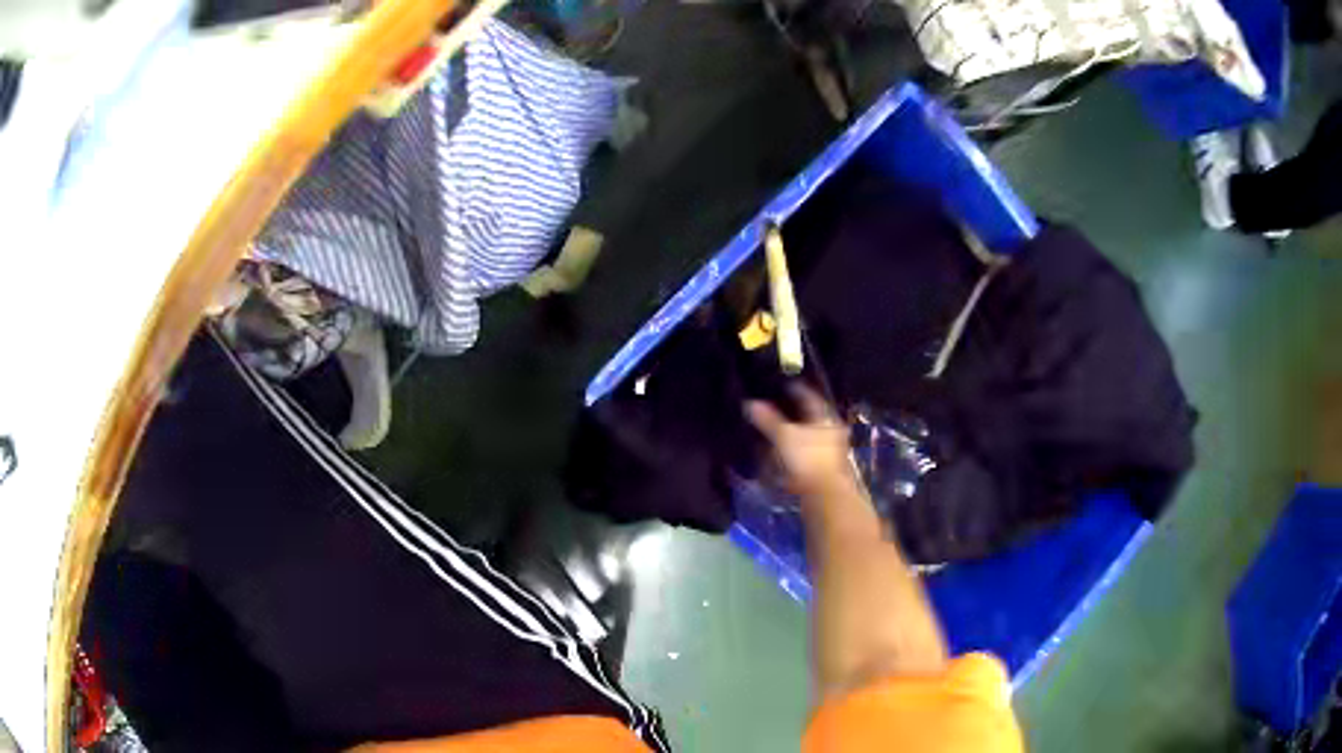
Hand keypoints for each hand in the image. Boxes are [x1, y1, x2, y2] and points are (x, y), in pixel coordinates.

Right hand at [746, 385, 855, 498]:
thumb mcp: (784, 436)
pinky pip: (807, 453)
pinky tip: (783, 454)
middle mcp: (831, 431)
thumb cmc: (807, 459)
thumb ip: (767, 420)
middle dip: (794, 413)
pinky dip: (795, 450)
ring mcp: (830, 451)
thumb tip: (750, 403)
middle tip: (778, 407)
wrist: (825, 496)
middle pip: (811, 417)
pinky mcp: (824, 468)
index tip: (783, 385)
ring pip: (809, 436)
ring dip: (795, 433)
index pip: (809, 397)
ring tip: (777, 431)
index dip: (796, 390)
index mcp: (825, 418)